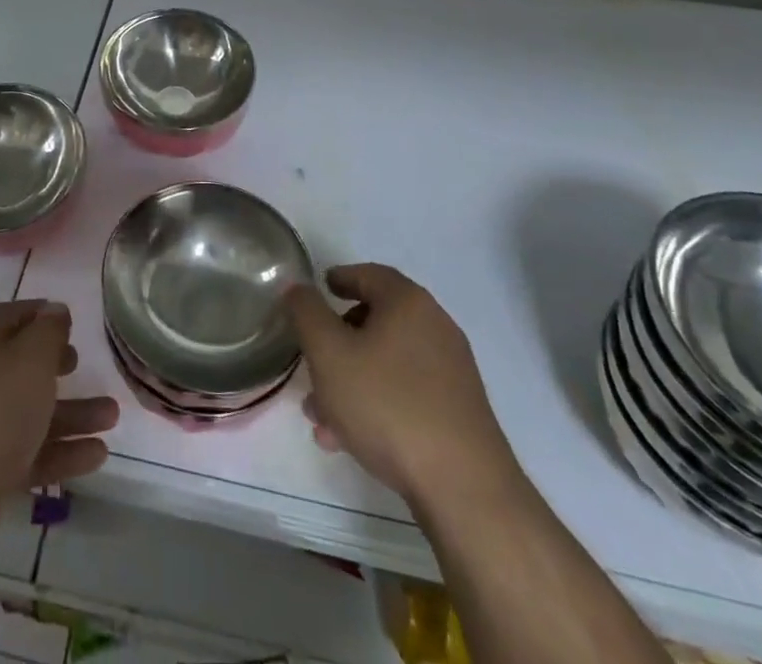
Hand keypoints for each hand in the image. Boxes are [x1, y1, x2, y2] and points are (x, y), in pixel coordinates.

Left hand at [0, 300, 117, 515]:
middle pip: (20, 364)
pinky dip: (60, 451)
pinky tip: (97, 456)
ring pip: (29, 411)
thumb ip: (49, 331)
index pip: (10, 315)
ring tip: (112, 418)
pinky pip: (27, 450)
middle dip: (55, 365)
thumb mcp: (31, 359)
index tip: (69, 320)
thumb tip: (55, 309)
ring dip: (71, 413)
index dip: (40, 313)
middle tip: (81, 364)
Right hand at [287, 264, 522, 506]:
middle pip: (376, 321)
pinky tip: (349, 440)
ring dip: (350, 381)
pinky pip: (406, 393)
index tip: (320, 288)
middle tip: (311, 363)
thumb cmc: (387, 405)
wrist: (464, 488)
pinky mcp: (457, 411)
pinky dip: (376, 403)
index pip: (368, 274)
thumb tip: (297, 286)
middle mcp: (435, 327)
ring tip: (320, 417)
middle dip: (337, 343)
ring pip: (386, 363)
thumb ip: (306, 313)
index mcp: (408, 303)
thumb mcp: (329, 353)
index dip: (339, 278)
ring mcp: (450, 371)